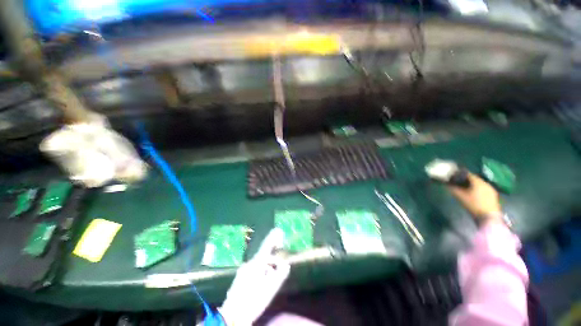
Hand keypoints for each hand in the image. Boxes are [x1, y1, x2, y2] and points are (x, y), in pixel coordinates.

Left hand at [219, 228, 289, 325]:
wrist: (232, 316)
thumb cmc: (253, 301)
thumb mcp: (270, 289)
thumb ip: (280, 275)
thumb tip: (286, 265)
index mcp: (256, 264)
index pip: (266, 246)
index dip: (273, 238)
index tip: (278, 230)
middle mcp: (249, 264)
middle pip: (264, 258)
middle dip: (272, 262)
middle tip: (280, 271)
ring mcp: (243, 270)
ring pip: (259, 265)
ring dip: (266, 270)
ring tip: (270, 283)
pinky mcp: (240, 277)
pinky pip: (254, 270)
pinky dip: (260, 273)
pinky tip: (261, 286)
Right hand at [448, 173, 502, 224]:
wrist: (489, 217)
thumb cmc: (473, 205)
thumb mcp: (460, 197)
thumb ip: (453, 189)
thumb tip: (446, 184)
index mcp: (478, 182)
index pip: (468, 174)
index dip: (460, 174)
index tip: (454, 175)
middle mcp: (485, 183)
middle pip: (474, 179)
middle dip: (467, 180)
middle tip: (459, 182)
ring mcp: (491, 189)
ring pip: (480, 184)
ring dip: (473, 185)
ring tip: (466, 188)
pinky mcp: (493, 195)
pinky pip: (484, 188)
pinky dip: (478, 189)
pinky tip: (474, 193)